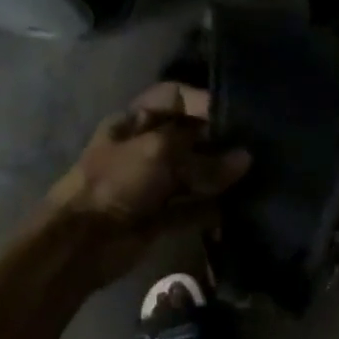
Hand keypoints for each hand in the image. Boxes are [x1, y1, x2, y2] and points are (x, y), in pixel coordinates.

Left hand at [47, 84, 249, 286]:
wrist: (83, 240)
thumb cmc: (116, 182)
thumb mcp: (158, 153)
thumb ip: (203, 156)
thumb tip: (245, 159)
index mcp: (134, 122)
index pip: (173, 98)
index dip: (202, 101)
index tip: (236, 113)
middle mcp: (145, 149)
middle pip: (188, 138)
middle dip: (218, 141)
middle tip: (255, 146)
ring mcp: (152, 185)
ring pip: (193, 175)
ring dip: (219, 177)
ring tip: (254, 176)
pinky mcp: (160, 217)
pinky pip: (192, 209)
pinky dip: (211, 209)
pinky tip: (238, 207)